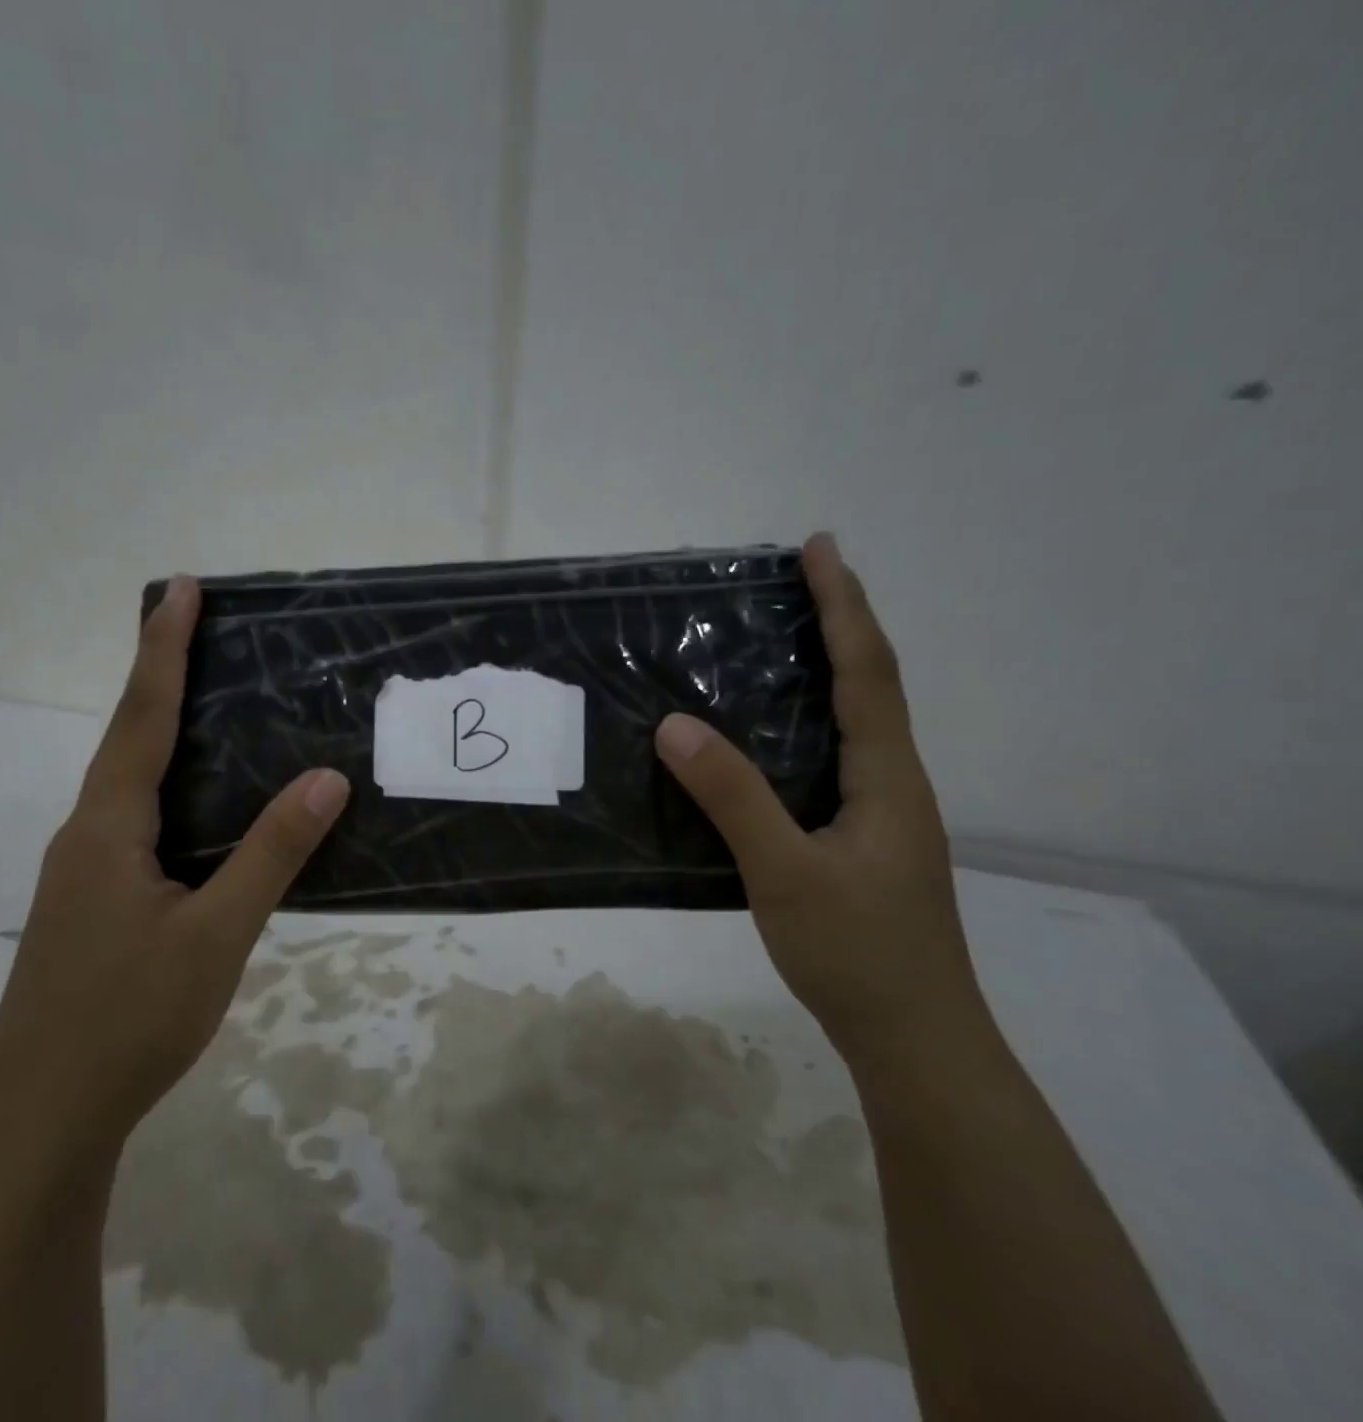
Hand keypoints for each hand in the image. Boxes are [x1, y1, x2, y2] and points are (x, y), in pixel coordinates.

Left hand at [0, 576, 349, 1169]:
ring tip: (206, 702)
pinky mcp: (91, 904)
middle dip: (159, 676)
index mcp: (108, 827)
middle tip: (200, 630)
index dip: (163, 649)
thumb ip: (269, 855)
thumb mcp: (215, 936)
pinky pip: (132, 821)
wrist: (41, 1120)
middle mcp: (87, 834)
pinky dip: (165, 787)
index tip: (180, 589)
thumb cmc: (128, 1020)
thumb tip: (324, 781)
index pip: (142, 717)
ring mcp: (83, 872)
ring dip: (159, 732)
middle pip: (126, 737)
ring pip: (127, 782)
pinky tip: (197, 807)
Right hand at [654, 534, 983, 1054]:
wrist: (914, 1039)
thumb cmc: (857, 952)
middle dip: (839, 623)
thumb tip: (674, 724)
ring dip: (826, 669)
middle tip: (793, 582)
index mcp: (887, 777)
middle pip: (871, 684)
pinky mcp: (860, 838)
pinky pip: (832, 756)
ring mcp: (881, 812)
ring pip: (854, 722)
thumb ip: (731, 796)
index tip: (819, 548)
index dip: (844, 606)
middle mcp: (892, 782)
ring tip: (777, 640)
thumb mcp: (784, 872)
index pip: (868, 671)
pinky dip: (807, 720)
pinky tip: (767, 735)